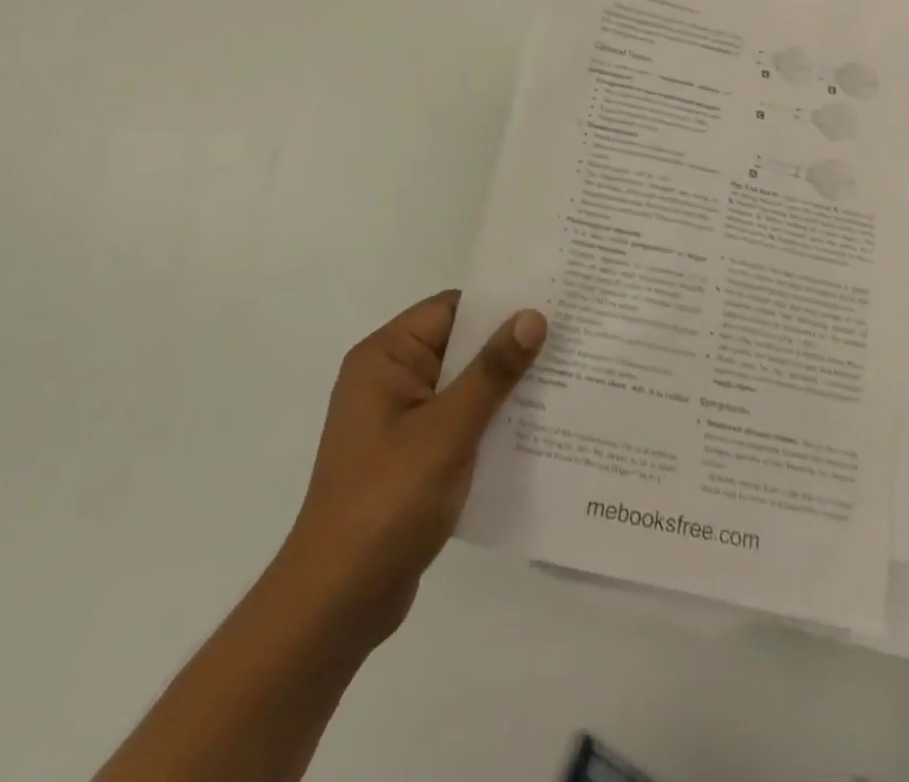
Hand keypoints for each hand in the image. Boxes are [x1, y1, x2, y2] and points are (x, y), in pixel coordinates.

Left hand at [280, 290, 545, 651]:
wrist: (337, 604)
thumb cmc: (387, 502)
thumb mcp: (447, 431)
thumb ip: (493, 372)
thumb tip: (533, 316)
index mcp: (385, 358)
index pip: (451, 309)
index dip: (499, 304)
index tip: (553, 304)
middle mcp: (390, 379)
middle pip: (460, 346)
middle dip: (510, 348)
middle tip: (572, 341)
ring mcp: (400, 420)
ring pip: (465, 386)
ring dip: (506, 388)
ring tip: (568, 381)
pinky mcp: (412, 456)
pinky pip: (460, 422)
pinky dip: (492, 422)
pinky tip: (538, 430)